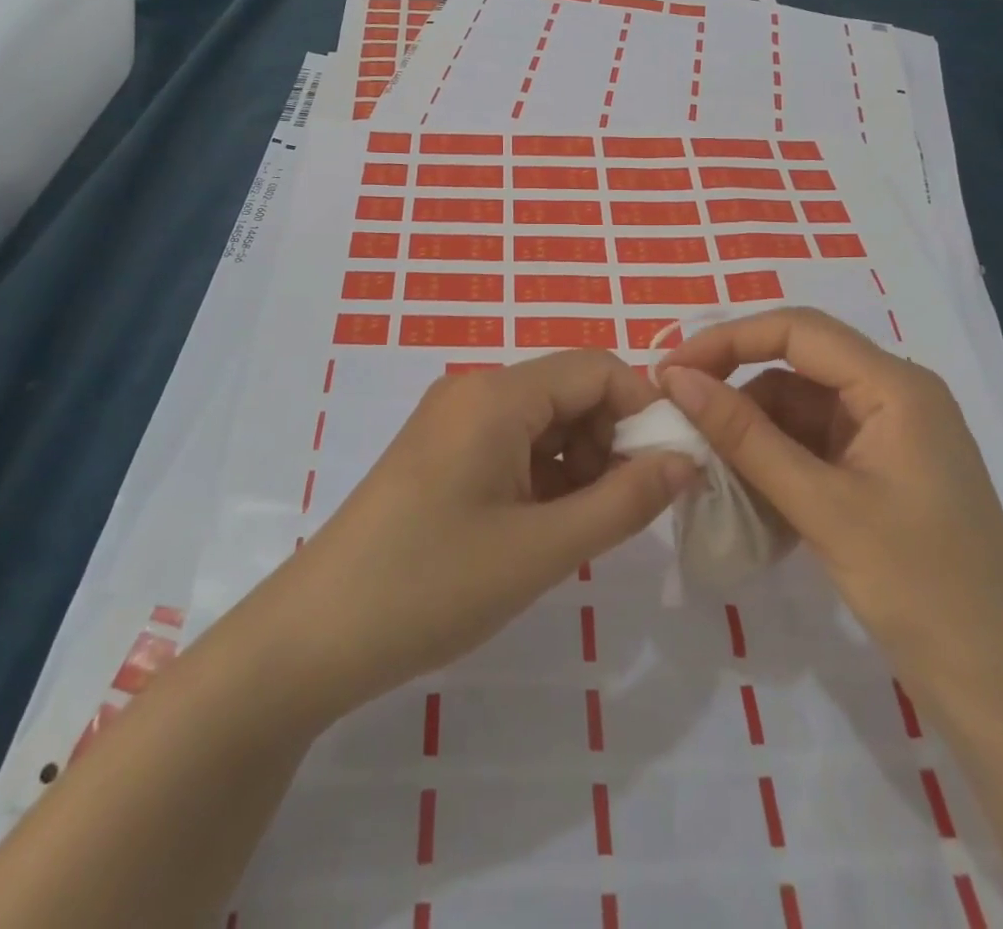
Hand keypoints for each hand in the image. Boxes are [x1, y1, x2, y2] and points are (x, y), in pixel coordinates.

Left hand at [248, 350, 698, 722]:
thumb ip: (624, 501)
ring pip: (544, 419)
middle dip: (610, 441)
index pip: (597, 368)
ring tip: (577, 529)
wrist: (315, 634)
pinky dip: (543, 474)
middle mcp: (474, 390)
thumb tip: (687, 460)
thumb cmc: (432, 585)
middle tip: (619, 511)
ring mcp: (452, 419)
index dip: (643, 409)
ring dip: (578, 462)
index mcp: (497, 395)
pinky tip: (541, 528)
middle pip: (570, 390)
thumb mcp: (542, 550)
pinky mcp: (440, 450)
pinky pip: (512, 442)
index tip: (668, 470)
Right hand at [660, 307, 1002, 707]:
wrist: (1002, 690)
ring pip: (798, 407)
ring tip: (705, 463)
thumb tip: (676, 378)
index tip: (670, 370)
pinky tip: (744, 490)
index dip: (727, 340)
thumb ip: (744, 436)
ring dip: (751, 429)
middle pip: (797, 364)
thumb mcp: (820, 506)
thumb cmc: (919, 588)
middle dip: (734, 384)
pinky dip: (774, 459)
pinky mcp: (880, 471)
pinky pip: (812, 444)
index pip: (797, 330)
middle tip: (676, 412)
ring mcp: (888, 435)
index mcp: (896, 386)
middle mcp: (894, 396)